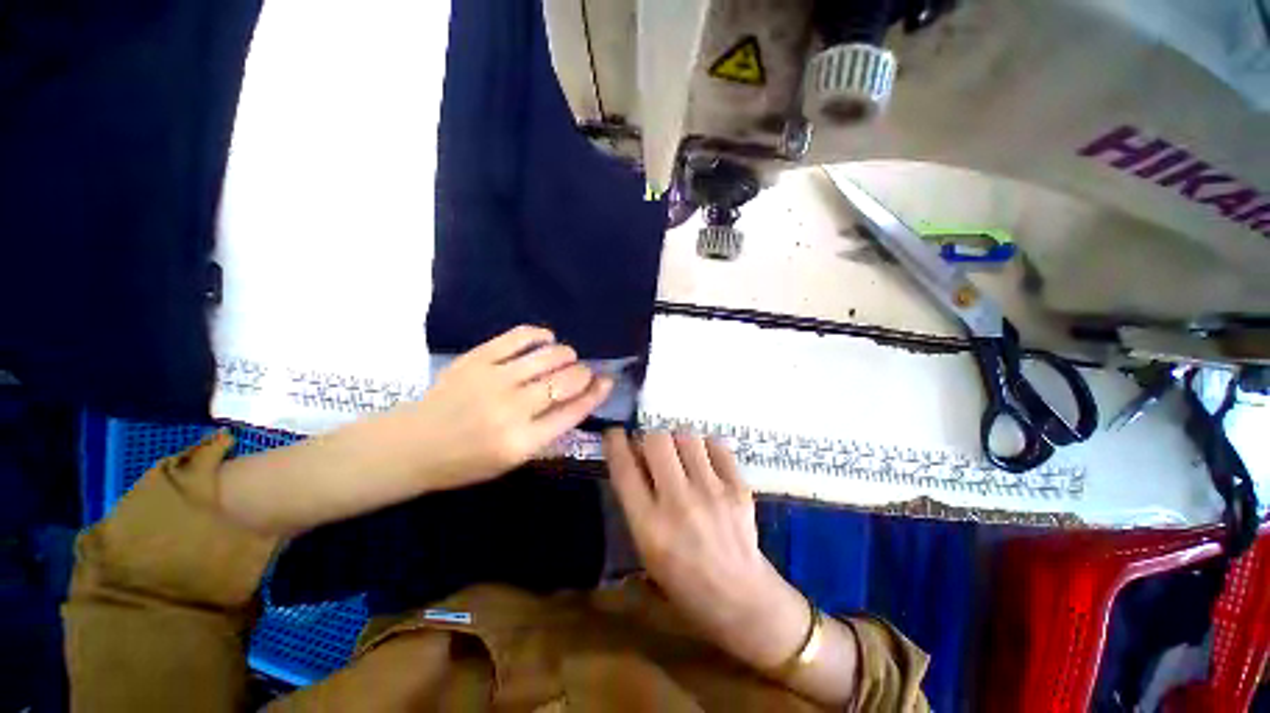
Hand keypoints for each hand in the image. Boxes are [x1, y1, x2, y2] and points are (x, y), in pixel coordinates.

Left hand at [406, 325, 613, 489]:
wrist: (412, 444)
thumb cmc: (466, 461)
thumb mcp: (513, 461)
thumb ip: (549, 433)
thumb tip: (580, 400)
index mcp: (522, 442)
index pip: (573, 412)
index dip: (596, 394)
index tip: (607, 382)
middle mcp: (512, 409)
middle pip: (565, 381)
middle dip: (584, 373)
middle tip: (584, 372)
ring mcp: (494, 380)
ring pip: (548, 356)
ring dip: (567, 354)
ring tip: (567, 357)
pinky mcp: (477, 359)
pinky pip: (519, 337)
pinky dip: (540, 335)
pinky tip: (546, 340)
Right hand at [603, 430, 810, 670]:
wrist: (741, 599)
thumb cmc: (684, 581)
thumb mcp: (647, 549)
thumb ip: (636, 502)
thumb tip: (635, 457)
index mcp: (650, 527)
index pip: (624, 469)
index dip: (615, 443)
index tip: (615, 433)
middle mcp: (679, 503)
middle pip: (656, 441)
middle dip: (649, 438)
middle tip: (653, 449)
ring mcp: (712, 492)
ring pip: (687, 436)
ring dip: (677, 440)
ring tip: (679, 453)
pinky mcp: (739, 487)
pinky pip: (716, 445)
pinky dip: (705, 446)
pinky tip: (704, 459)